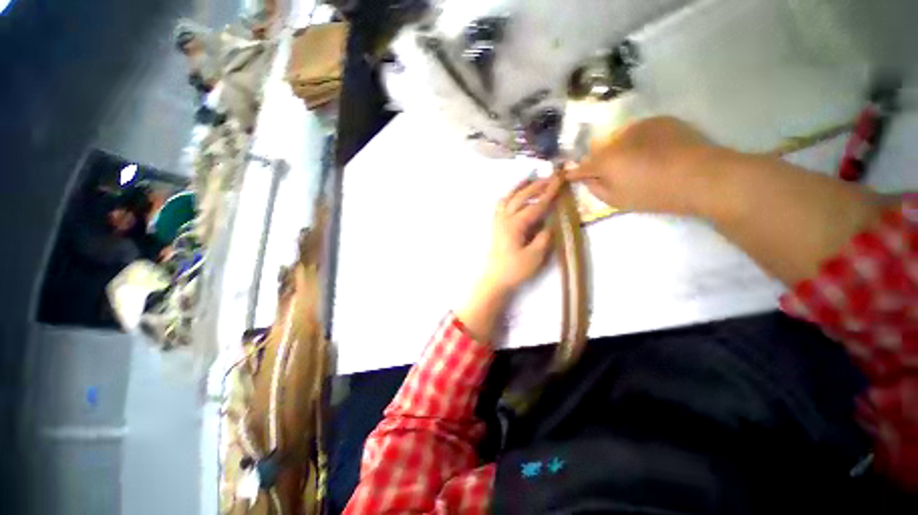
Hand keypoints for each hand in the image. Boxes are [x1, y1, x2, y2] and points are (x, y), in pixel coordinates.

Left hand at [457, 175, 562, 342]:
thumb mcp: (535, 256)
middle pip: (520, 197)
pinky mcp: (495, 225)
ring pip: (507, 198)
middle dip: (536, 185)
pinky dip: (509, 197)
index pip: (534, 205)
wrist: (495, 278)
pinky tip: (515, 197)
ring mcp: (498, 221)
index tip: (559, 180)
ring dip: (520, 188)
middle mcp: (504, 219)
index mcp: (515, 225)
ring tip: (531, 180)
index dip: (548, 193)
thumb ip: (544, 237)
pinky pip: (501, 205)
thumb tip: (550, 224)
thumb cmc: (515, 269)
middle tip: (550, 176)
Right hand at [566, 117, 723, 215]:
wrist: (702, 175)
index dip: (573, 172)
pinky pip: (638, 131)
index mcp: (605, 160)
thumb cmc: (654, 193)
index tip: (568, 175)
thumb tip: (587, 178)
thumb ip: (595, 188)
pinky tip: (651, 151)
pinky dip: (637, 140)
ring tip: (632, 161)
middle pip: (598, 149)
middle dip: (597, 160)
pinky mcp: (659, 120)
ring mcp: (639, 125)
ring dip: (617, 148)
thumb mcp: (617, 200)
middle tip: (607, 172)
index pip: (581, 166)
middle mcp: (617, 138)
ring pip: (617, 138)